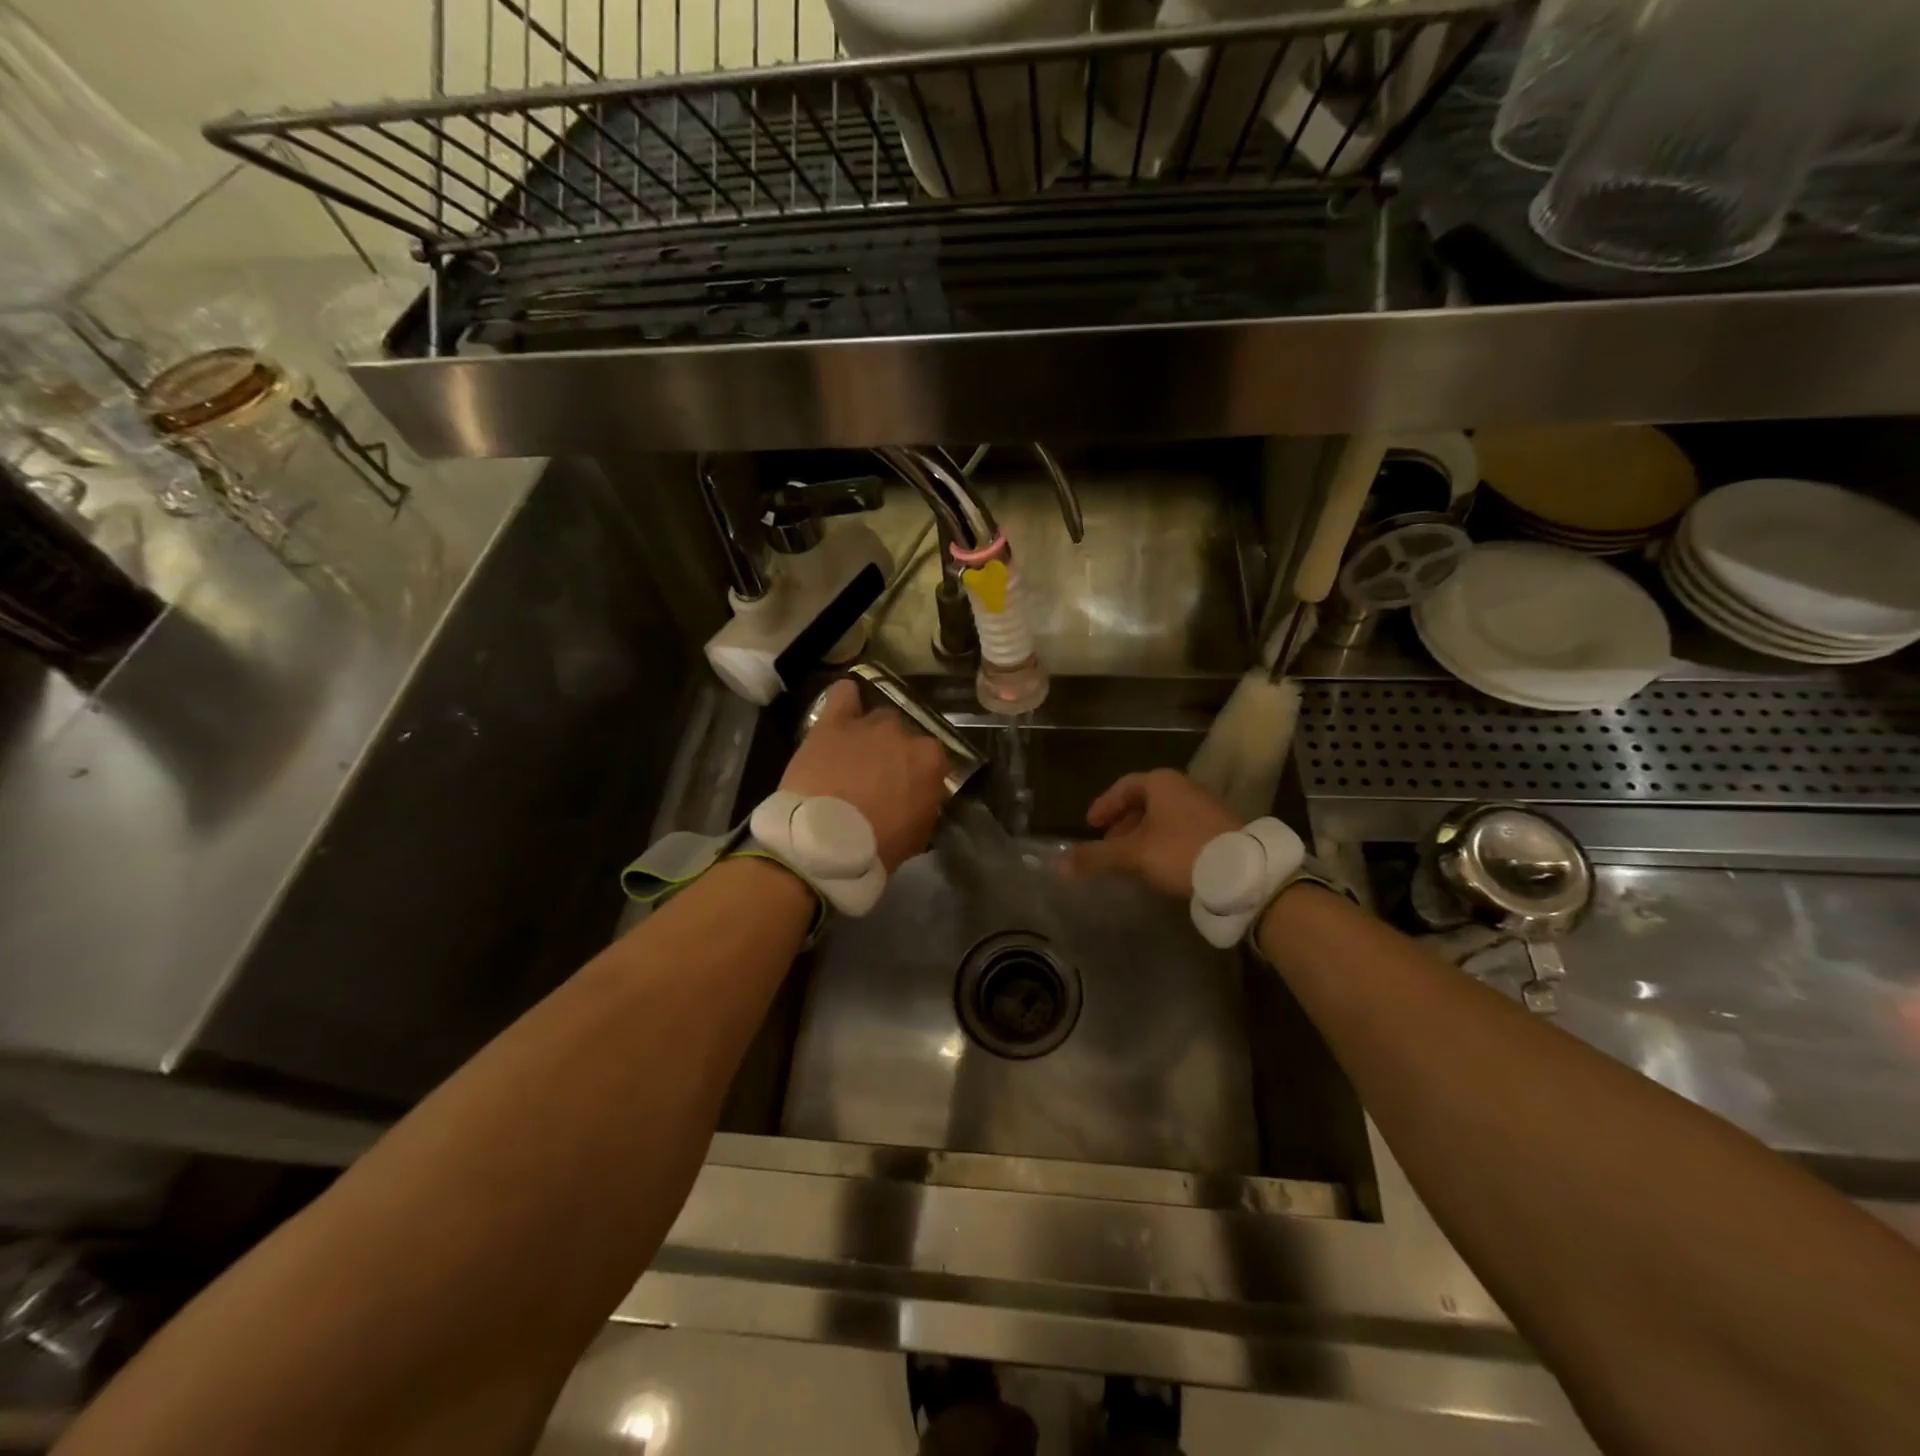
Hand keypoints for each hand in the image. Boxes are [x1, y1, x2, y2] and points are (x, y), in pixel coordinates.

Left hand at [780, 679, 948, 870]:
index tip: (911, 789)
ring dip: (871, 733)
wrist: (824, 842)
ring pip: (878, 717)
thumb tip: (922, 797)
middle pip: (905, 734)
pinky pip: (844, 694)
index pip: (934, 758)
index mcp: (931, 760)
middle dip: (895, 752)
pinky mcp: (833, 723)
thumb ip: (926, 806)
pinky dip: (847, 699)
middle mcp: (904, 733)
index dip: (921, 774)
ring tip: (856, 753)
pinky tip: (845, 708)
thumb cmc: (877, 846)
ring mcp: (868, 725)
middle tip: (880, 776)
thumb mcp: (918, 834)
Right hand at [1067, 769, 1240, 898]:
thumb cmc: (1180, 851)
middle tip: (1109, 845)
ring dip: (1143, 835)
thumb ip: (1097, 857)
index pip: (1124, 787)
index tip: (1091, 825)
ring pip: (1164, 817)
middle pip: (1145, 801)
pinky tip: (1160, 865)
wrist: (1241, 872)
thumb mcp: (1133, 854)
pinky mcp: (1221, 828)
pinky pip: (1181, 829)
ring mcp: (1206, 806)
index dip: (1105, 805)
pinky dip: (1164, 842)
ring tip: (1131, 859)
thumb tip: (1060, 864)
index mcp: (1161, 783)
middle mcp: (1184, 787)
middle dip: (1123, 823)